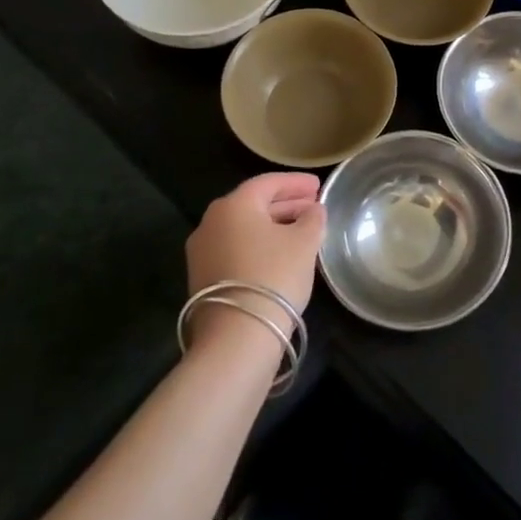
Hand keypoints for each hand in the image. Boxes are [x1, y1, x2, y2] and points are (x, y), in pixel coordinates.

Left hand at [186, 173, 325, 312]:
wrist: (236, 337)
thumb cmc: (274, 276)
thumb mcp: (304, 242)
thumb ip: (312, 219)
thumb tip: (313, 210)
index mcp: (233, 205)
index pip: (268, 182)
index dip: (296, 182)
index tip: (318, 185)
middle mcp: (211, 222)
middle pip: (253, 204)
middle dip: (285, 203)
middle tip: (313, 206)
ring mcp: (201, 252)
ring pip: (243, 228)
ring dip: (273, 225)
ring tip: (301, 230)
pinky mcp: (202, 278)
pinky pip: (235, 248)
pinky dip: (258, 245)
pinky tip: (280, 254)